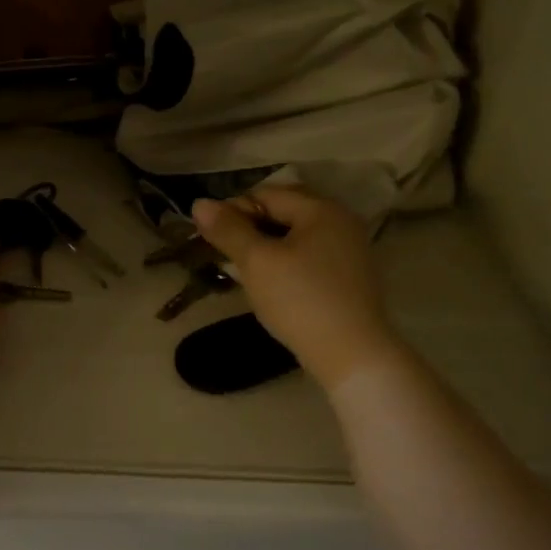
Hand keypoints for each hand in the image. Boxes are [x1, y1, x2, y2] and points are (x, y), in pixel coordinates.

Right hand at [192, 186, 402, 390]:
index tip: (213, 240)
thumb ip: (228, 229)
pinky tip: (272, 287)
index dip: (234, 211)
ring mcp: (349, 250)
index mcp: (321, 210)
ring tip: (245, 273)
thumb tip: (199, 203)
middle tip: (226, 256)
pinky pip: (308, 257)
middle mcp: (341, 222)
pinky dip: (285, 264)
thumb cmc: (300, 300)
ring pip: (294, 237)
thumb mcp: (257, 262)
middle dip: (250, 229)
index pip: (266, 194)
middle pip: (283, 212)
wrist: (352, 355)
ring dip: (265, 248)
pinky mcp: (348, 277)